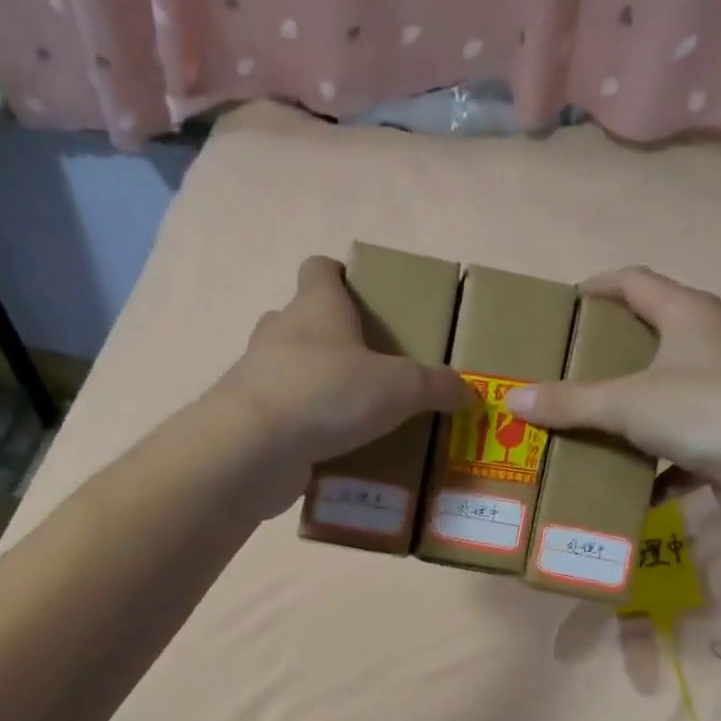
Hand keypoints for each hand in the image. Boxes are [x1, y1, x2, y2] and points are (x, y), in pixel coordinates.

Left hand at [211, 255, 474, 472]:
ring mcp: (258, 376)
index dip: (338, 275)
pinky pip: (282, 416)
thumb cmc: (329, 393)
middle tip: (366, 366)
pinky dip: (302, 428)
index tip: (358, 294)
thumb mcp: (400, 387)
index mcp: (315, 307)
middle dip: (330, 339)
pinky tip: (330, 451)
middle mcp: (280, 333)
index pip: (319, 269)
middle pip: (301, 320)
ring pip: (288, 369)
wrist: (254, 448)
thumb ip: (436, 387)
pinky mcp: (250, 420)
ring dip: (314, 385)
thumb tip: (470, 393)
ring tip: (352, 413)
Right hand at [502, 267, 720, 520]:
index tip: (566, 303)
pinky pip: (685, 443)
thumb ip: (570, 402)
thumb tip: (512, 398)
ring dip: (634, 410)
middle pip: (655, 334)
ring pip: (669, 391)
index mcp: (690, 315)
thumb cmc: (704, 412)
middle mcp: (714, 342)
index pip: (637, 282)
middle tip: (569, 368)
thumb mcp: (626, 404)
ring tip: (593, 424)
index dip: (600, 286)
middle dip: (612, 352)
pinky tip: (632, 484)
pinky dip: (658, 462)